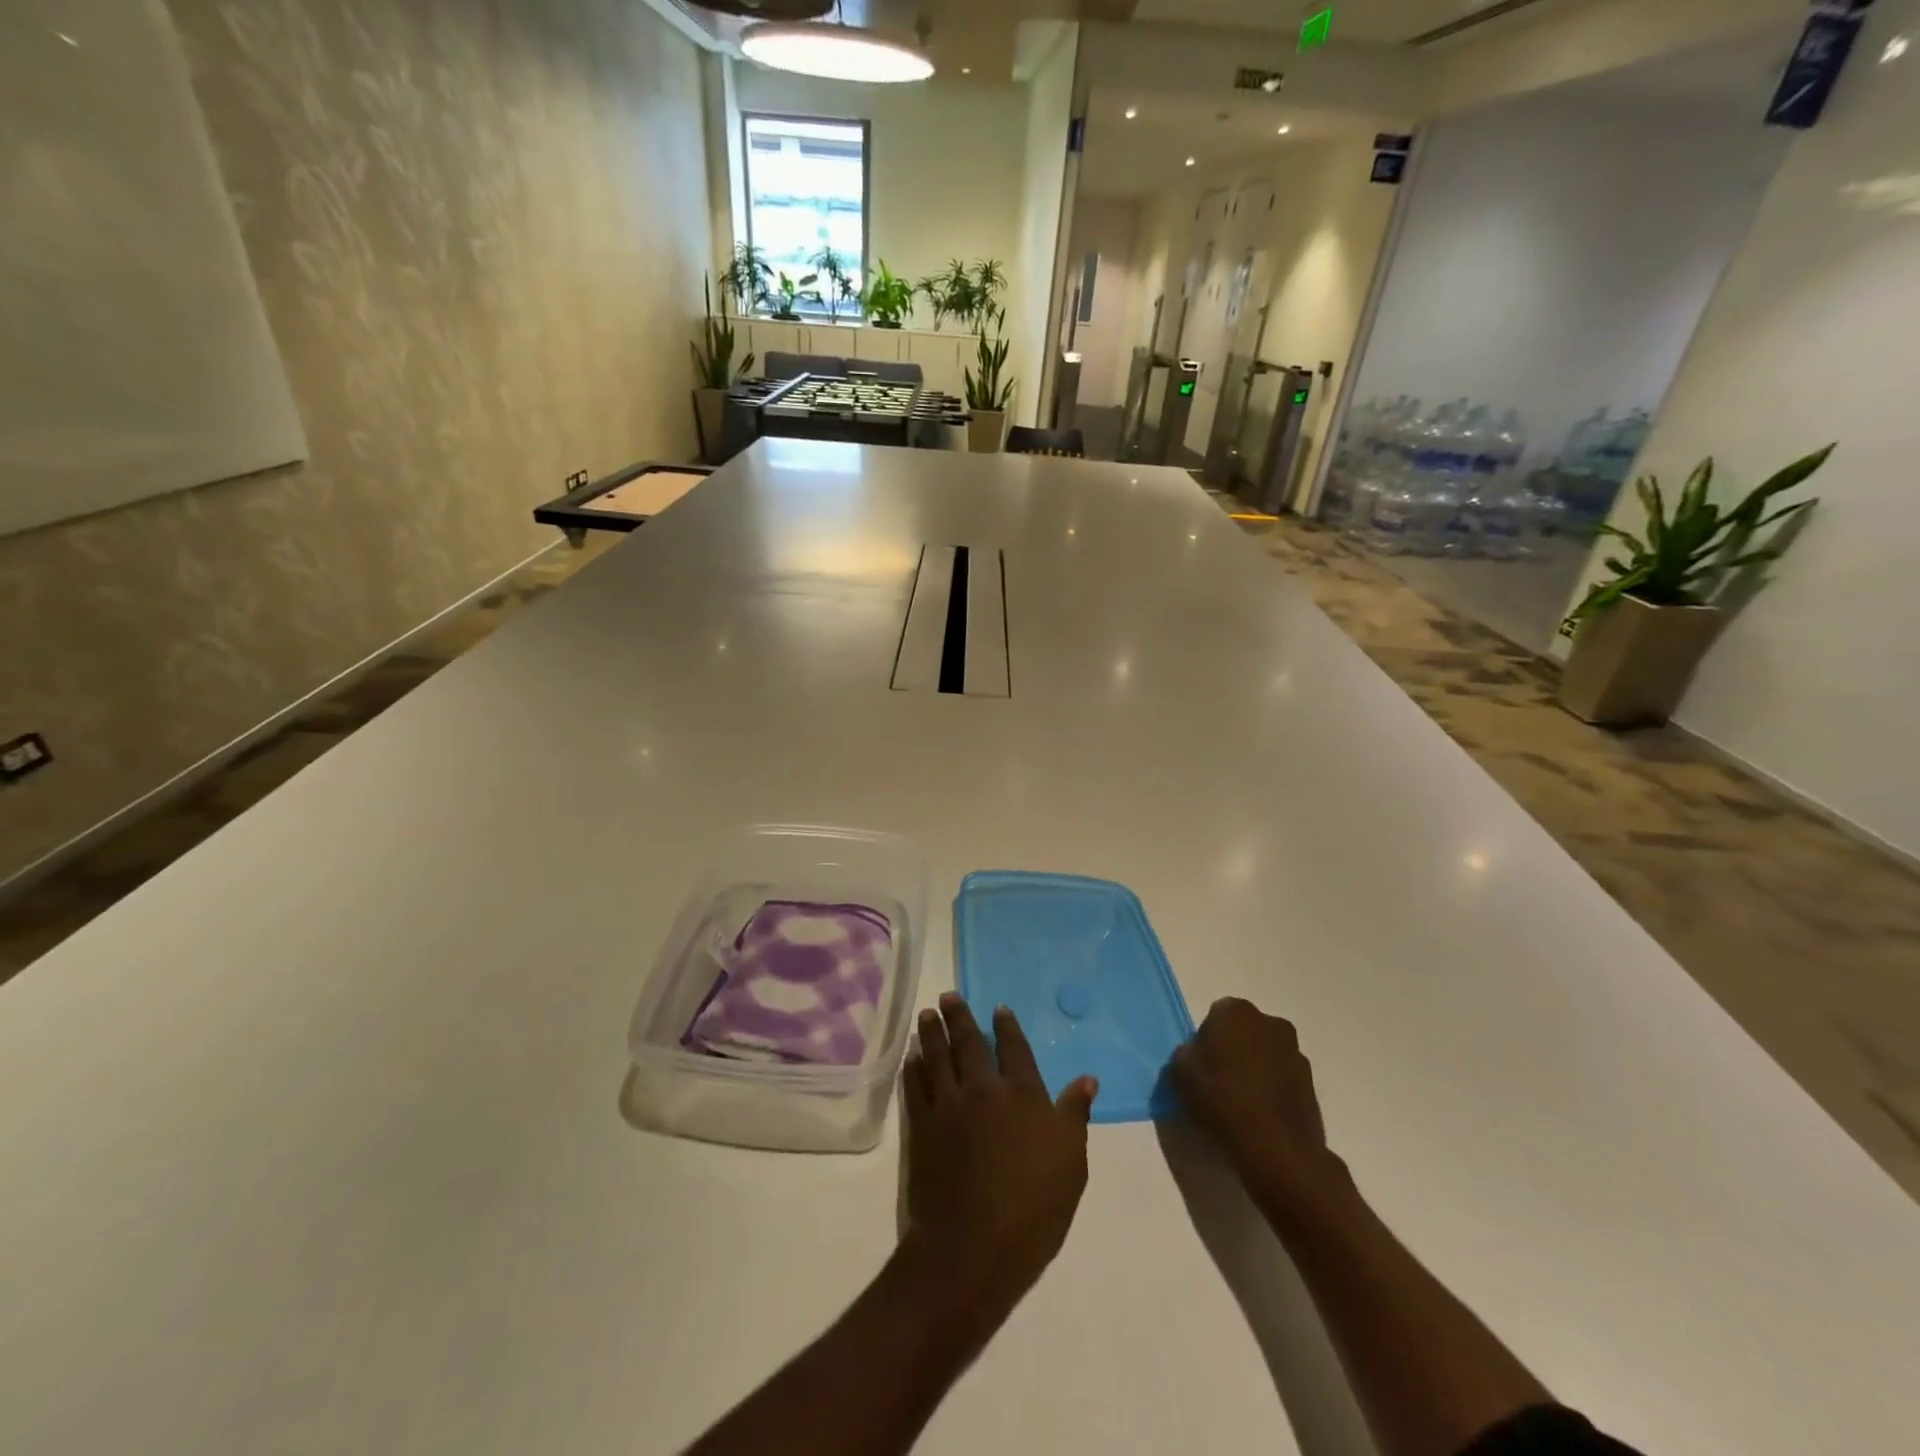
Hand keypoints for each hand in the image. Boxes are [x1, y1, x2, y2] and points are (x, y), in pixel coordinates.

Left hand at [901, 995, 1097, 1315]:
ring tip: (926, 1014)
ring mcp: (949, 1106)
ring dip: (932, 1033)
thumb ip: (1075, 1117)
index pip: (1015, 1049)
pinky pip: (916, 1087)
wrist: (973, 1249)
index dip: (1007, 1027)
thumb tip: (1087, 1079)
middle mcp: (984, 1090)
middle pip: (969, 1044)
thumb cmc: (1033, 1211)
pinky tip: (911, 1057)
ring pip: (938, 1057)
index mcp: (1024, 1095)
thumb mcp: (1071, 1166)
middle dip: (959, 1017)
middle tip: (948, 996)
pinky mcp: (923, 1127)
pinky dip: (913, 1068)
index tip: (998, 1009)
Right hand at [1171, 997, 1346, 1204]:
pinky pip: (1284, 1079)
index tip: (1201, 1066)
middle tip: (1219, 1081)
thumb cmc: (1221, 1100)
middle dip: (1234, 1049)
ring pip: (1266, 1054)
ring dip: (1256, 1069)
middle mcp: (1270, 1023)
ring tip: (1242, 1103)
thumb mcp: (1180, 1073)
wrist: (1276, 1149)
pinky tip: (1261, 1116)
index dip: (1206, 1041)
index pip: (1215, 1016)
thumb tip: (1197, 1055)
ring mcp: (1296, 1053)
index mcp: (1236, 1011)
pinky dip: (1273, 1090)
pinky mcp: (1313, 1085)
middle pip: (1244, 1031)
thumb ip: (1186, 1054)